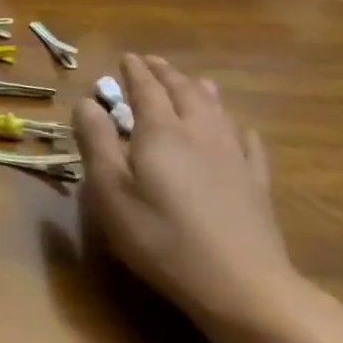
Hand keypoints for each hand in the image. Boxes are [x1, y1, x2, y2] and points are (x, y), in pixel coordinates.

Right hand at [73, 53, 306, 331]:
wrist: (241, 285)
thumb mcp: (110, 191)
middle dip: (166, 74)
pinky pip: (248, 143)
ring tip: (193, 81)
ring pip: (217, 110)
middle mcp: (199, 133)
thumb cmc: (160, 237)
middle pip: (185, 92)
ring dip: (200, 90)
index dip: (136, 72)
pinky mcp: (255, 184)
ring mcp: (233, 157)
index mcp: (160, 132)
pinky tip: (240, 128)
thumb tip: (87, 102)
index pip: (147, 89)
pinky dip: (237, 127)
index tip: (126, 57)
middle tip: (153, 62)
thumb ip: (96, 143)